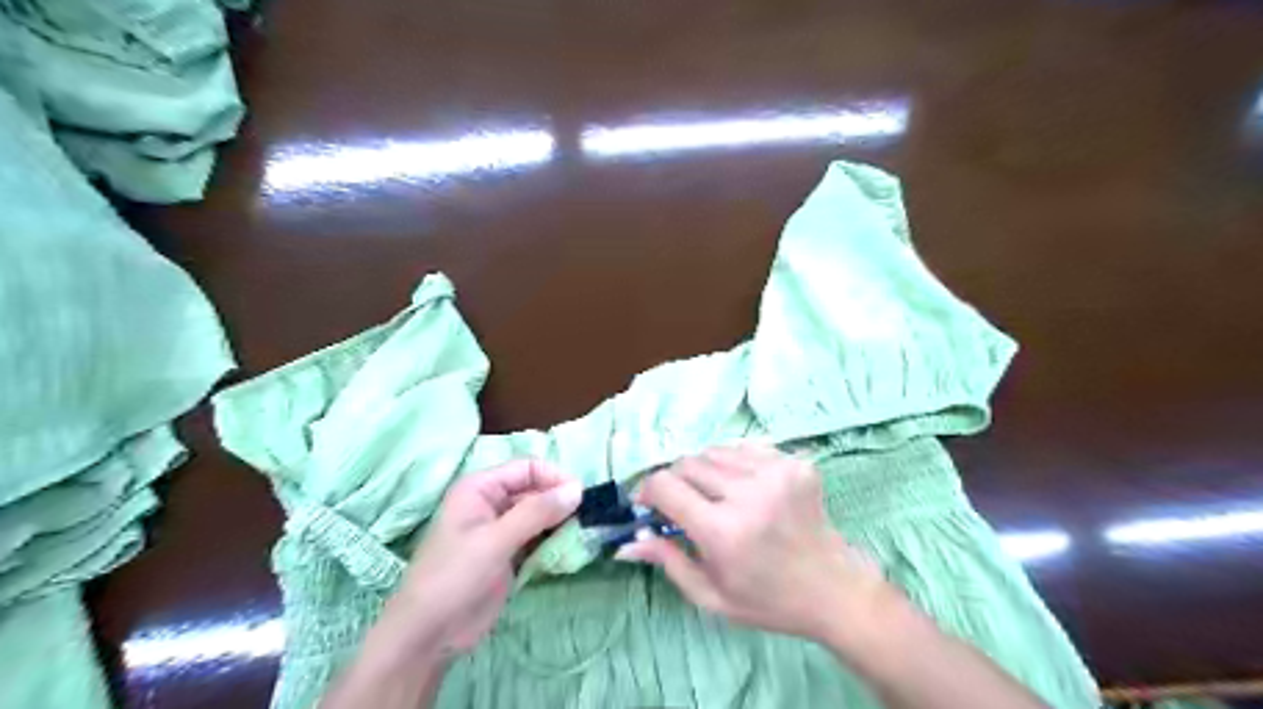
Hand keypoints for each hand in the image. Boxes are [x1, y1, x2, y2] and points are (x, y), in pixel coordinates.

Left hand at [381, 459, 584, 659]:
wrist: (429, 635)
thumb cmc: (454, 577)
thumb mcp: (495, 541)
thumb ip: (537, 512)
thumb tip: (577, 489)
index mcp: (481, 488)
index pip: (527, 468)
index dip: (555, 478)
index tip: (582, 497)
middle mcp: (492, 502)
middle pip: (536, 490)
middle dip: (561, 501)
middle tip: (588, 518)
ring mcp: (501, 529)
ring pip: (540, 515)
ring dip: (561, 522)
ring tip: (583, 533)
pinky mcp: (509, 554)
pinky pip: (538, 537)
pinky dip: (554, 541)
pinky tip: (570, 549)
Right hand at [617, 449, 891, 642]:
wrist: (834, 590)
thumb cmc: (767, 601)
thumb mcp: (710, 596)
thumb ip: (667, 562)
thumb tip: (627, 543)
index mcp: (723, 532)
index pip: (665, 486)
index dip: (648, 491)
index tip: (648, 504)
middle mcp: (748, 494)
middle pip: (687, 463)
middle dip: (676, 481)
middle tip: (684, 505)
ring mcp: (776, 474)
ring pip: (715, 452)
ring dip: (705, 471)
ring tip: (717, 498)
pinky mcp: (795, 464)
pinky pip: (746, 450)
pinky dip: (734, 466)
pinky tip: (745, 490)